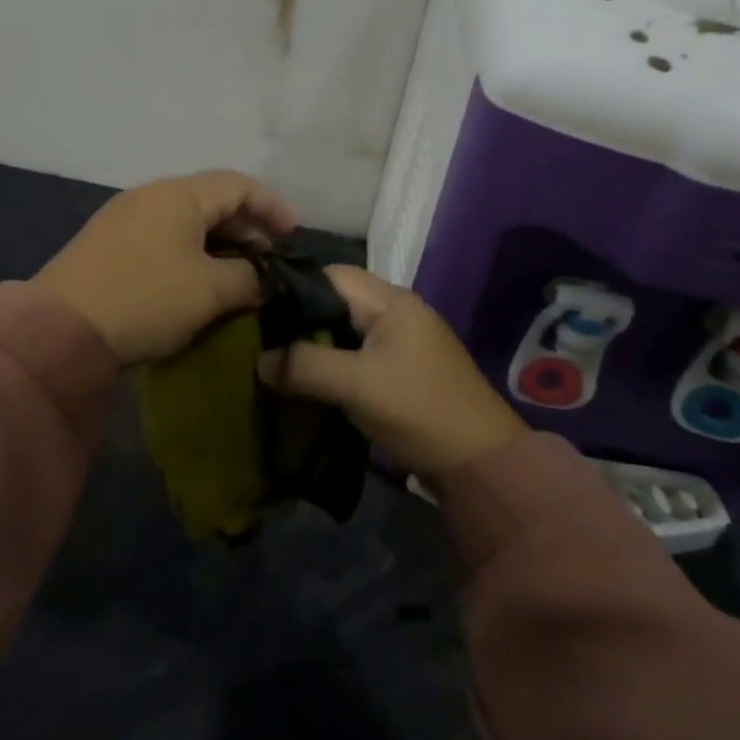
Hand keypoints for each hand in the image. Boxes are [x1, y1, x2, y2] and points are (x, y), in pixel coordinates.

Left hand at [33, 170, 296, 364]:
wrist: (59, 329)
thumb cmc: (147, 298)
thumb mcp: (210, 291)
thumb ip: (249, 279)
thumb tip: (262, 279)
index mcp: (179, 194)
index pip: (239, 184)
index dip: (271, 206)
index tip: (292, 235)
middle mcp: (150, 194)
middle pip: (211, 198)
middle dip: (245, 226)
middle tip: (266, 259)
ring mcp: (123, 217)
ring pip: (184, 219)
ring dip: (216, 241)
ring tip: (234, 273)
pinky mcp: (105, 243)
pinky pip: (161, 235)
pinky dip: (188, 250)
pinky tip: (193, 280)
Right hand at [257, 264, 525, 476]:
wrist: (481, 463)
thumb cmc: (416, 409)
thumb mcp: (355, 385)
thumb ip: (304, 365)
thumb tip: (259, 360)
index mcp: (390, 300)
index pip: (331, 275)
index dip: (294, 289)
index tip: (259, 311)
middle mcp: (398, 310)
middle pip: (338, 300)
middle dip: (302, 319)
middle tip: (264, 340)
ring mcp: (404, 340)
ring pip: (347, 329)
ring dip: (318, 344)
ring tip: (280, 362)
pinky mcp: (405, 369)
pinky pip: (360, 353)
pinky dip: (335, 362)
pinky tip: (312, 381)